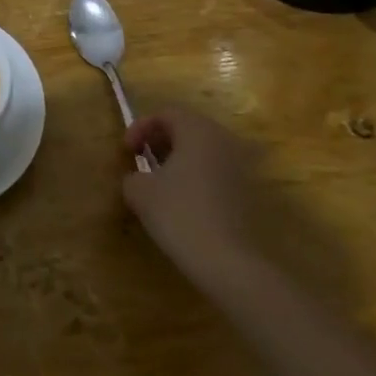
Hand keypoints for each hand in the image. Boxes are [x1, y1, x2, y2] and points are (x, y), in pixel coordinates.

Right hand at [122, 106, 259, 289]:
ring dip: (179, 159)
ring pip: (203, 150)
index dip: (141, 127)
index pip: (166, 113)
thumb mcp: (140, 192)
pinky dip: (196, 176)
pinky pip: (216, 171)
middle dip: (160, 141)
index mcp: (197, 130)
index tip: (126, 151)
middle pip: (187, 127)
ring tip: (160, 182)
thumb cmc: (179, 214)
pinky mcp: (248, 191)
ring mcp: (240, 165)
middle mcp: (223, 140)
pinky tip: (183, 201)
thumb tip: (138, 178)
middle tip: (141, 160)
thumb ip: (133, 176)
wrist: (228, 261)